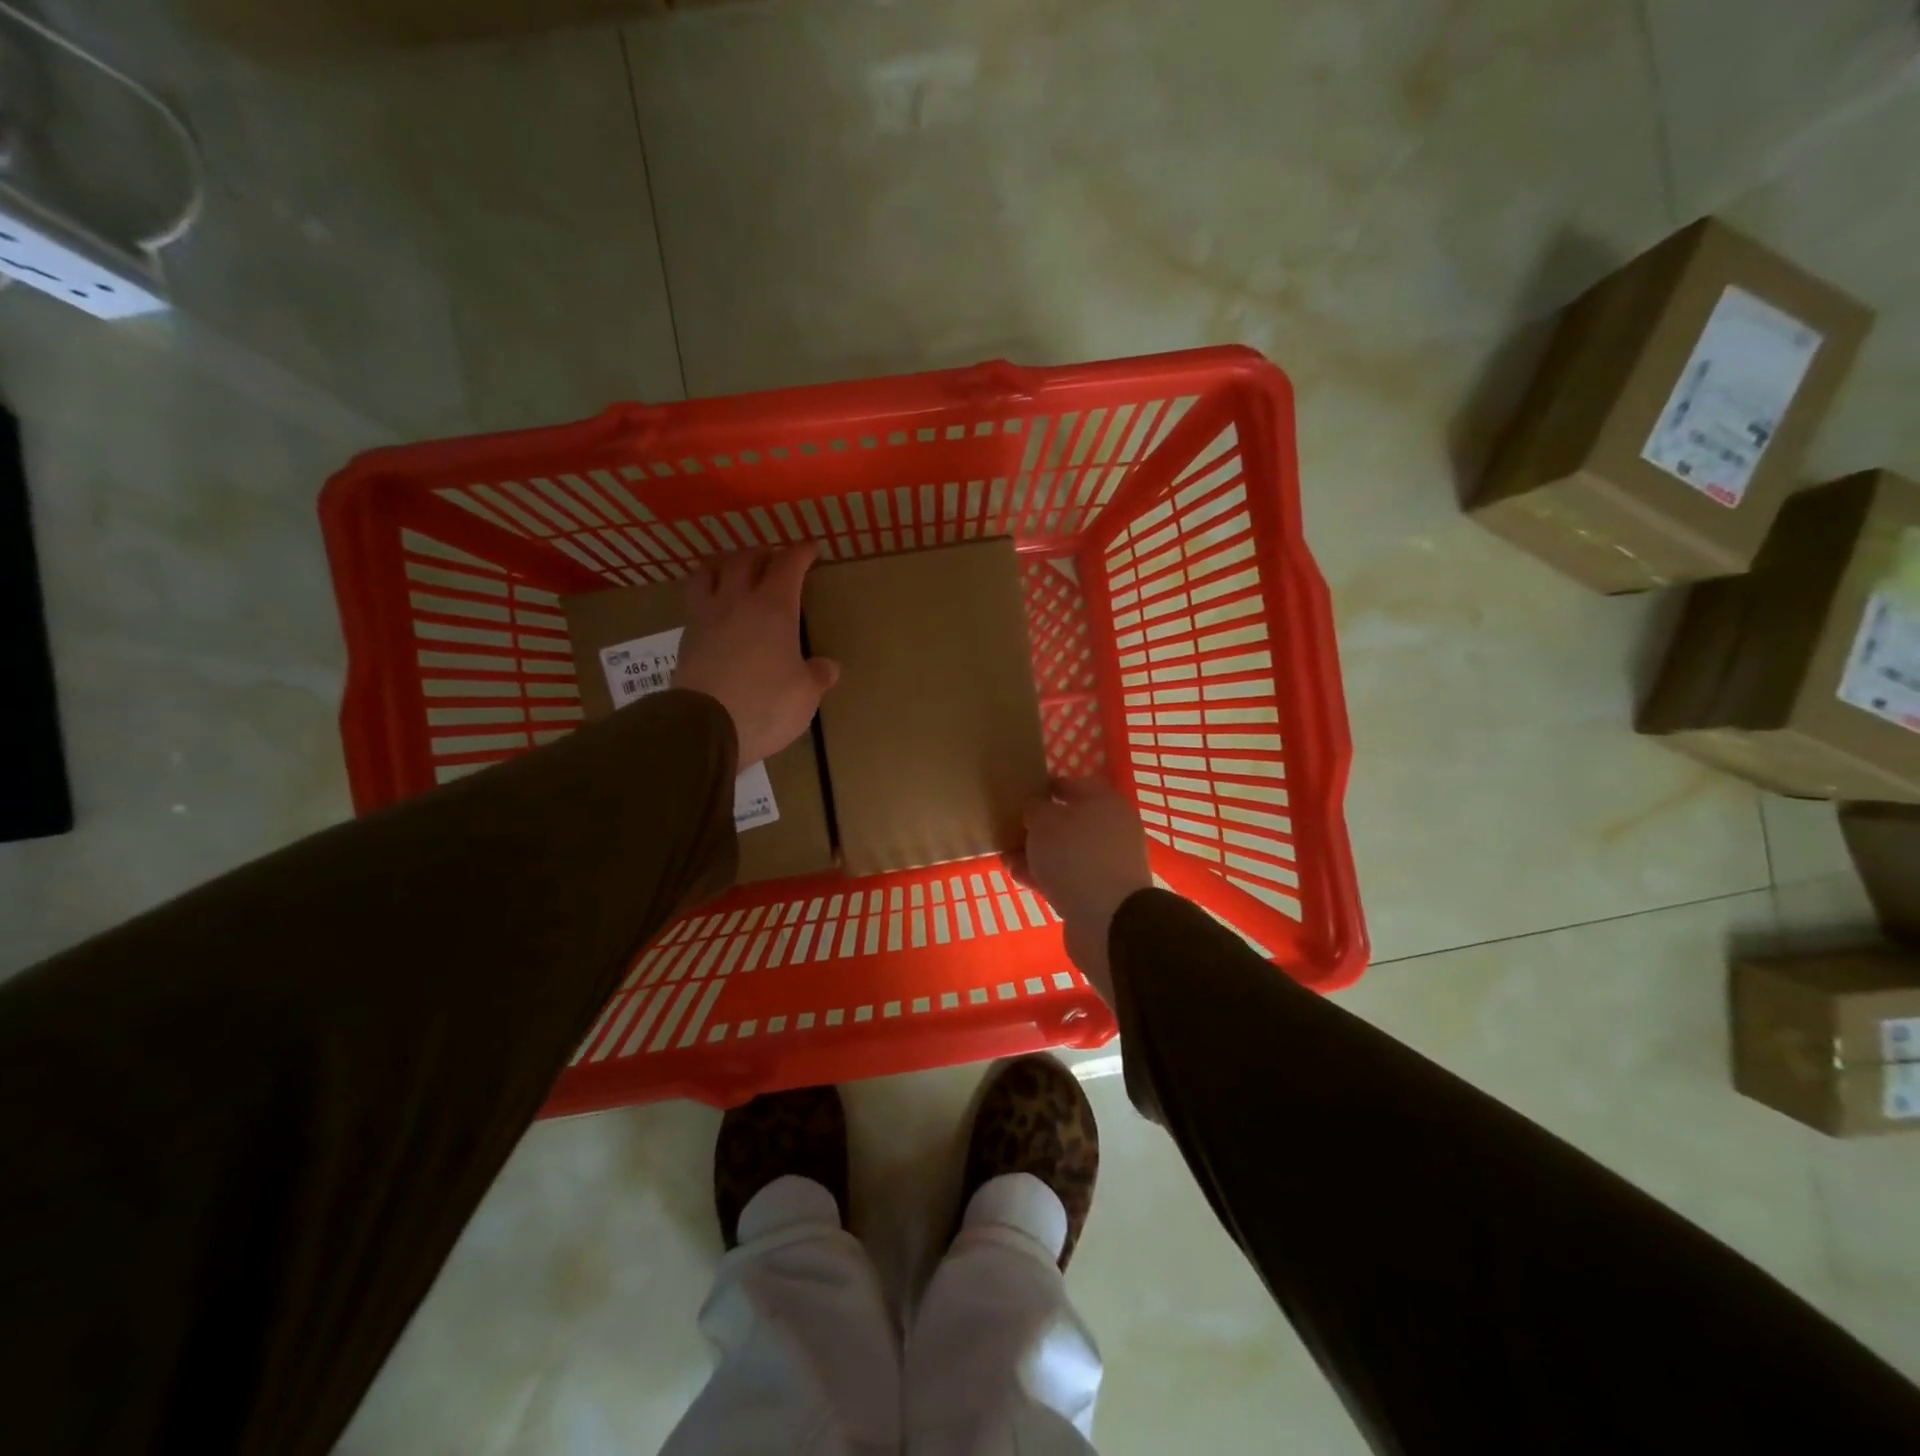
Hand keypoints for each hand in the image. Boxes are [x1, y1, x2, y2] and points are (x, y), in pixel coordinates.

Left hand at [674, 546, 839, 767]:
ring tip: (731, 569)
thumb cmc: (766, 705)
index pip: (788, 566)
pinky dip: (706, 594)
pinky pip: (695, 602)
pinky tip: (714, 608)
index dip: (800, 553)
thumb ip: (816, 676)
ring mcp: (706, 618)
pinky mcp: (685, 639)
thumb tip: (827, 667)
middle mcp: (737, 602)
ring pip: (708, 572)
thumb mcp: (805, 695)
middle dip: (762, 553)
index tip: (810, 549)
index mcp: (774, 608)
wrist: (705, 727)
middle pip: (745, 560)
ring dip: (723, 564)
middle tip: (772, 557)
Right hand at [1011, 777, 1152, 1003]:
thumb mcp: (1044, 822)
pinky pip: (1068, 876)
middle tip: (1011, 830)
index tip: (1023, 793)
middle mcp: (1113, 829)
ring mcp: (1109, 863)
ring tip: (1007, 857)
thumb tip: (1038, 808)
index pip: (1075, 784)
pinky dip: (1045, 875)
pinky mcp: (1101, 893)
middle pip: (1071, 821)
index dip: (1048, 786)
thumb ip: (1036, 809)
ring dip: (1038, 854)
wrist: (1108, 919)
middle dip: (1039, 827)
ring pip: (1067, 851)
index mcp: (1106, 802)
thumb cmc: (1075, 855)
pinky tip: (1018, 876)